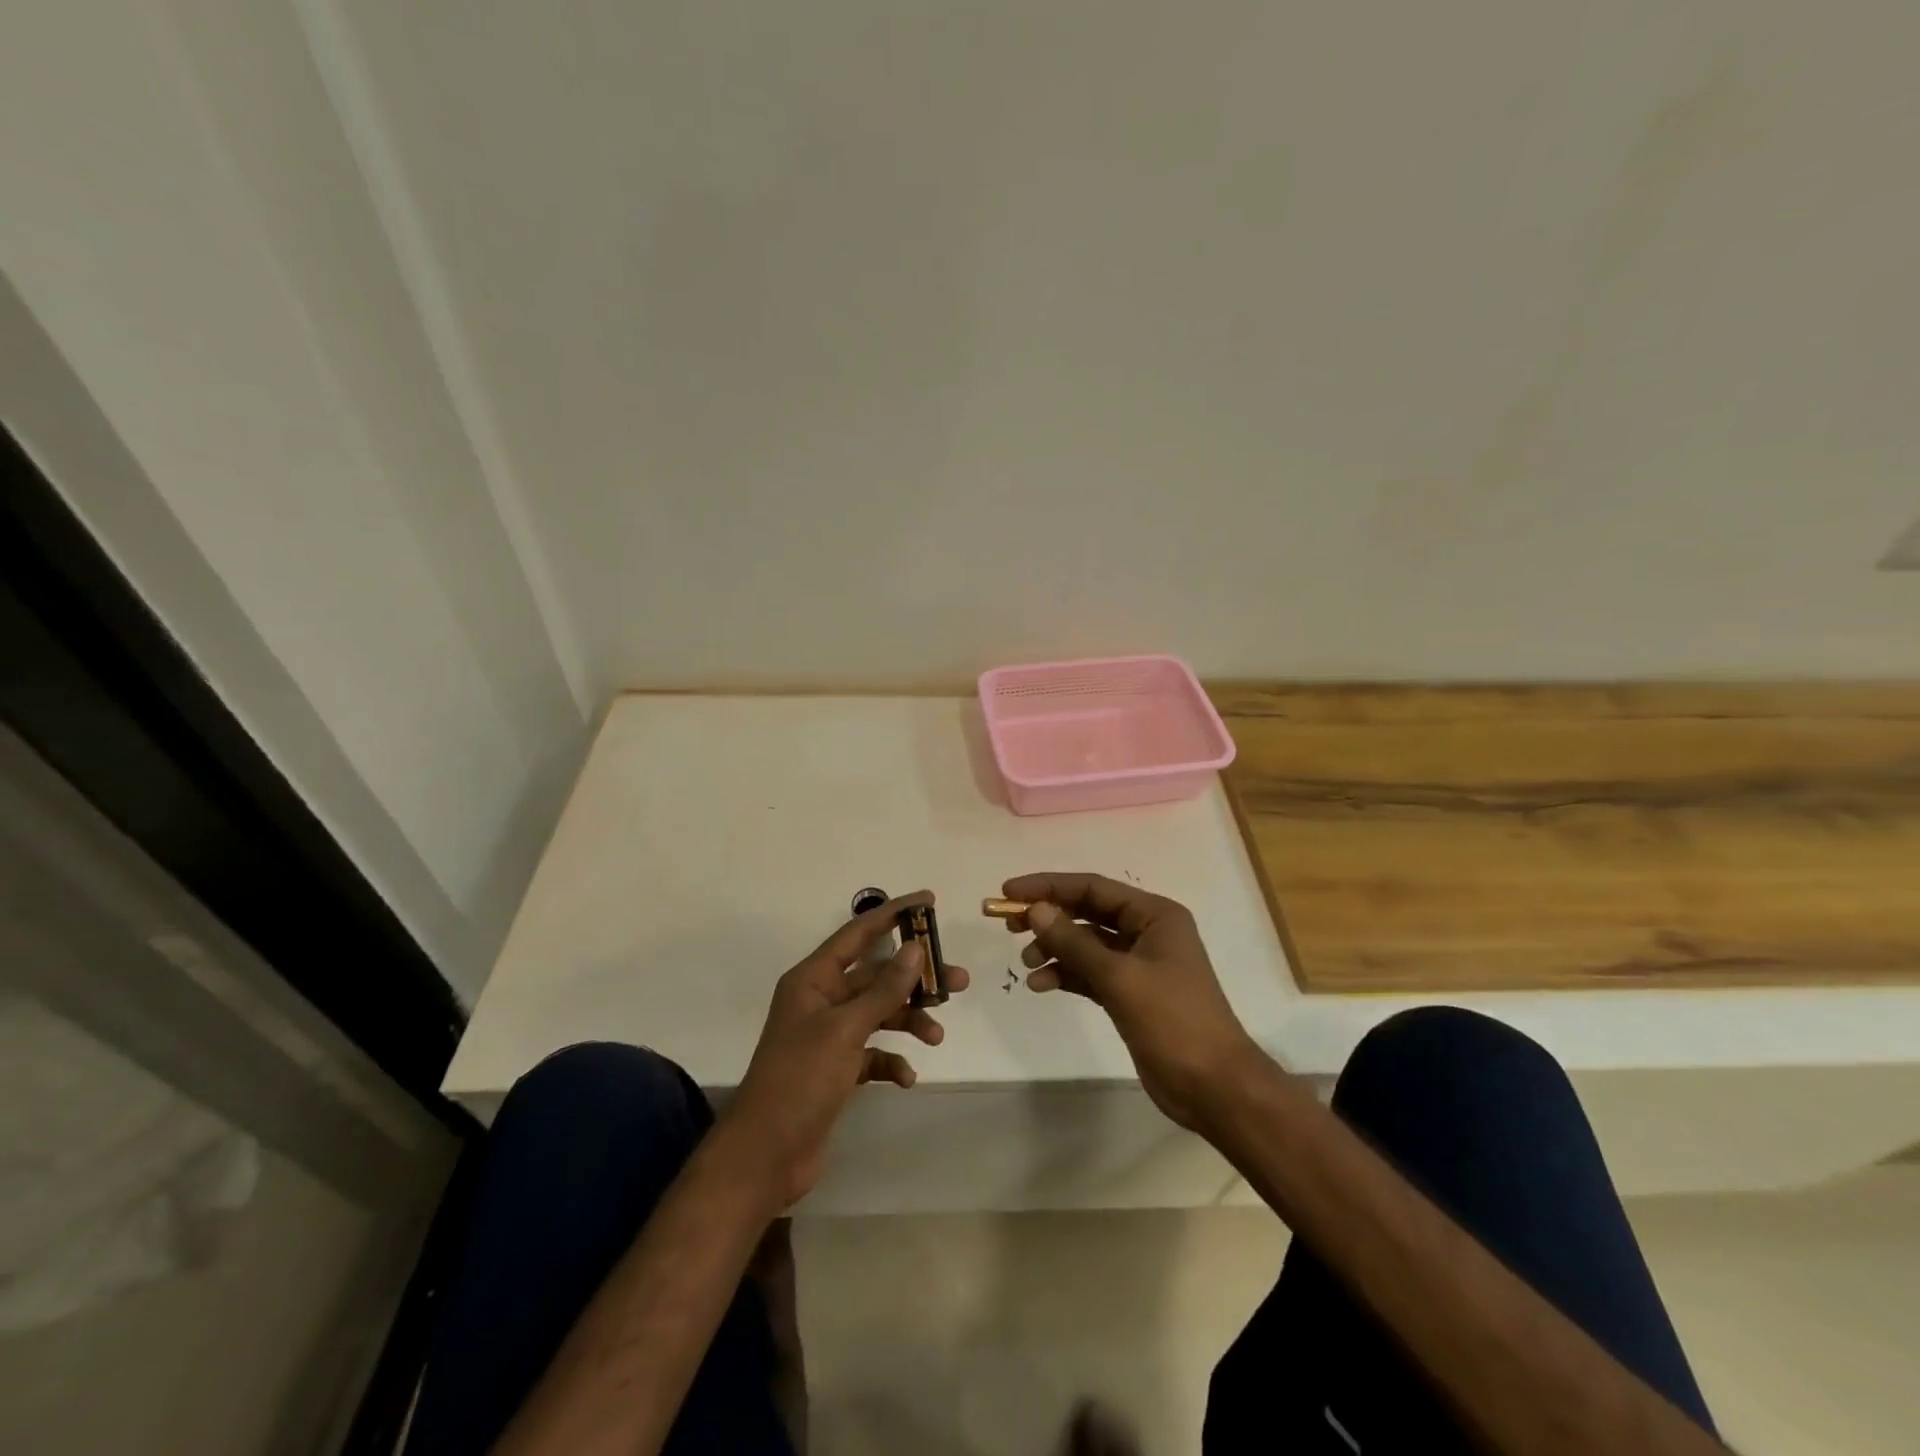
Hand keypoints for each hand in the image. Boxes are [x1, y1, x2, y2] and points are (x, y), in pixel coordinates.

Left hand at [724, 891, 969, 1208]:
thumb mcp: (845, 1030)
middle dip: (915, 979)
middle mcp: (821, 1000)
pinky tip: (906, 1078)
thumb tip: (916, 948)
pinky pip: (873, 1053)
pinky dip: (892, 1060)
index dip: (893, 914)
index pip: (858, 933)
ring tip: (937, 1036)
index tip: (929, 901)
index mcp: (813, 979)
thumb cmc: (800, 1080)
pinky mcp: (837, 1069)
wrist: (765, 1155)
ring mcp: (829, 1036)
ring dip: (909, 1021)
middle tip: (958, 982)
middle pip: (877, 976)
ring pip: (879, 1013)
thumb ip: (884, 989)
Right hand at [1004, 873, 1261, 1130]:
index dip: (1049, 886)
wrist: (1214, 1087)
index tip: (1010, 892)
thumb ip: (1074, 942)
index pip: (1093, 887)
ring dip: (1054, 949)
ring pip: (1086, 944)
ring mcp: (1139, 964)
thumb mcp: (1120, 977)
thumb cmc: (1173, 1021)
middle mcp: (1147, 931)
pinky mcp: (1130, 994)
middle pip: (1087, 912)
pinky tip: (1040, 984)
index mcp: (1155, 915)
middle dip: (1048, 916)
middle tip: (1009, 925)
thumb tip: (1035, 909)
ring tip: (1026, 964)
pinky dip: (1065, 974)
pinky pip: (1089, 972)